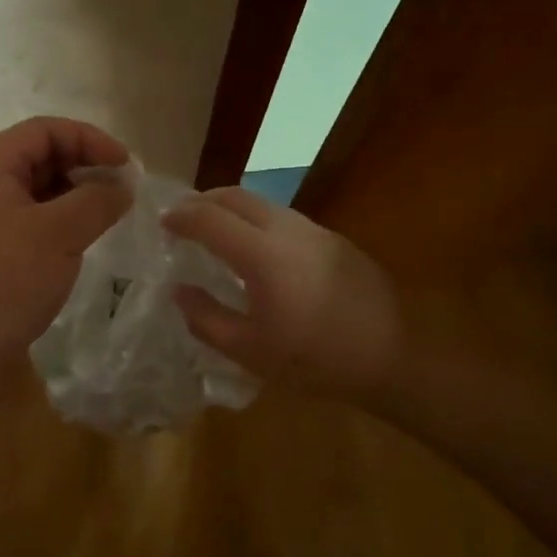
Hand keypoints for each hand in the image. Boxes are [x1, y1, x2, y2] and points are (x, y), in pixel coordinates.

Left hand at [0, 117, 130, 405]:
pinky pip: (31, 222)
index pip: (44, 130)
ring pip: (37, 193)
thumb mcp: (58, 234)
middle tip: (121, 191)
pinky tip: (81, 244)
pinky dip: (60, 224)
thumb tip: (123, 186)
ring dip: (75, 197)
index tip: (125, 165)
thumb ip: (96, 201)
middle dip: (84, 167)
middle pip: (40, 157)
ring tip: (107, 217)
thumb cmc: (3, 281)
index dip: (89, 138)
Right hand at [162, 187, 402, 400]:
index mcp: (262, 254)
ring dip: (233, 209)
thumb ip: (206, 318)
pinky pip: (284, 218)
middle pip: (236, 196)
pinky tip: (258, 252)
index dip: (181, 217)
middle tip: (184, 220)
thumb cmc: (315, 359)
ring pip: (263, 203)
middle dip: (204, 201)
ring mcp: (315, 230)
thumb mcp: (250, 350)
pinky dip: (258, 222)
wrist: (394, 356)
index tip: (162, 223)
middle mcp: (287, 229)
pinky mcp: (334, 240)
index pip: (210, 218)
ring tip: (217, 233)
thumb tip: (179, 291)